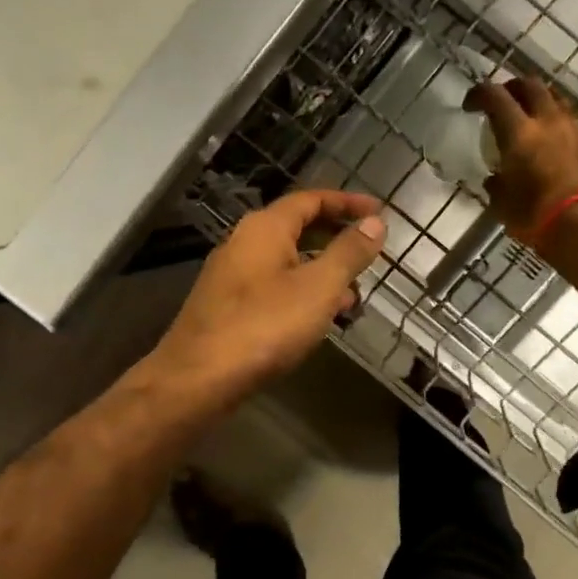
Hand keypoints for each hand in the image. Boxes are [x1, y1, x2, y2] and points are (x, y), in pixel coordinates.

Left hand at [146, 191, 386, 405]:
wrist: (198, 379)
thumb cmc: (264, 326)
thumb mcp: (319, 287)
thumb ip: (349, 252)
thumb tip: (375, 223)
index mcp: (264, 228)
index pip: (311, 199)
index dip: (347, 203)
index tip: (379, 212)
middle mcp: (243, 243)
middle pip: (297, 228)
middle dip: (336, 239)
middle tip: (370, 254)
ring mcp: (232, 276)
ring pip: (286, 261)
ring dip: (322, 271)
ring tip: (354, 294)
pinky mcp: (227, 307)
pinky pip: (274, 287)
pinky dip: (301, 293)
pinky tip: (318, 320)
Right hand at [465, 78, 577, 244]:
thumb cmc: (537, 217)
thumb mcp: (503, 204)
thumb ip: (497, 183)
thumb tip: (495, 178)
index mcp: (519, 132)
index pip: (494, 95)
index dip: (478, 94)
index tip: (470, 105)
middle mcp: (548, 120)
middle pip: (529, 85)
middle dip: (512, 88)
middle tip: (501, 103)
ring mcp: (574, 128)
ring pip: (554, 100)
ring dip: (537, 104)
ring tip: (528, 121)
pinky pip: (569, 122)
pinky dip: (555, 124)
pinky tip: (550, 143)